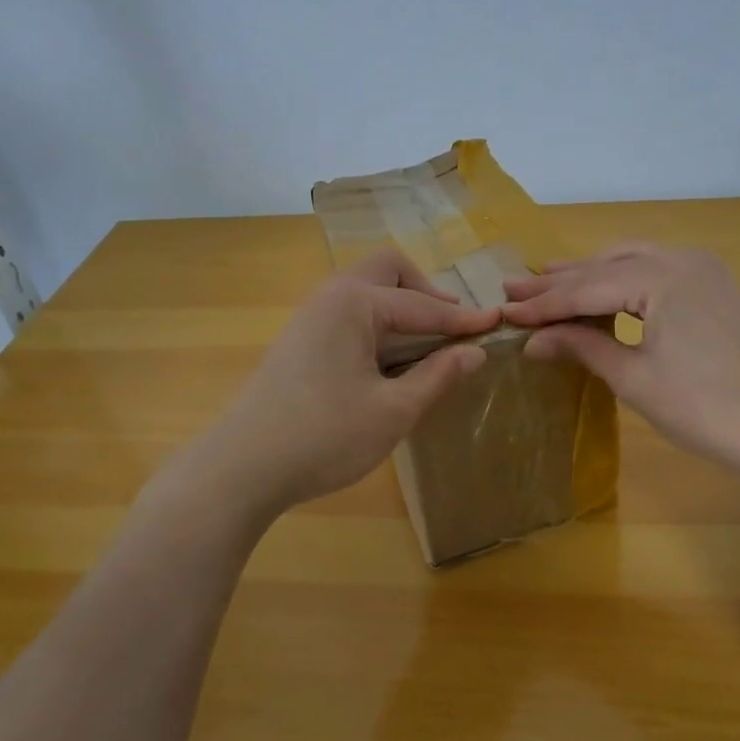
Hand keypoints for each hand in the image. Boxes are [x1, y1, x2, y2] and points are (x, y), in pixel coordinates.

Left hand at [201, 250, 498, 511]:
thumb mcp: (394, 410)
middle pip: (388, 271)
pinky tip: (391, 363)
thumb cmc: (325, 437)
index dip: (464, 318)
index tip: (498, 322)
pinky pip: (350, 316)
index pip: (423, 304)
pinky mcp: (299, 342)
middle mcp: (330, 297)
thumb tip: (475, 352)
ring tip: (430, 346)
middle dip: (426, 293)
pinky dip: (380, 326)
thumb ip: (437, 376)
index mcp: (355, 303)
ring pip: (367, 292)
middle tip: (454, 328)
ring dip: (402, 310)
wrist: (240, 468)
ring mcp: (310, 318)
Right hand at [503, 243, 739, 486]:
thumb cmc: (704, 407)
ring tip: (548, 283)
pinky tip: (603, 294)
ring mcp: (704, 270)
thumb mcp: (635, 378)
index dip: (543, 303)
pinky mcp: (715, 288)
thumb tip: (533, 340)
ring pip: (632, 263)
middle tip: (515, 288)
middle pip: (607, 266)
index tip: (504, 310)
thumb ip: (583, 348)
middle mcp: (682, 259)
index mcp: (660, 276)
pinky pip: (657, 272)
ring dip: (591, 276)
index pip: (587, 287)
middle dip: (560, 281)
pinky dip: (623, 282)